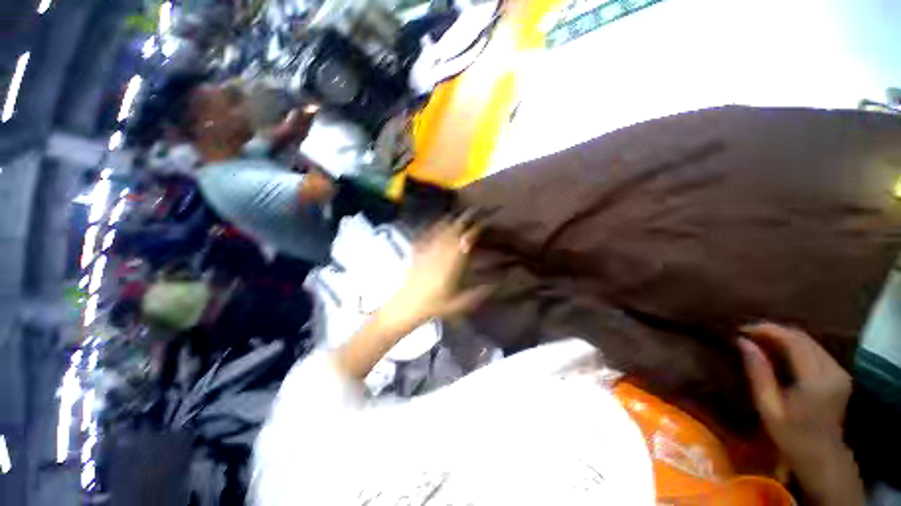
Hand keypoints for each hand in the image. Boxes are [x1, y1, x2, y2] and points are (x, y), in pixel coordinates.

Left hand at [382, 215, 490, 327]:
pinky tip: (445, 221)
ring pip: (446, 224)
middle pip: (459, 224)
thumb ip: (487, 288)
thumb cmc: (438, 303)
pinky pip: (432, 229)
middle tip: (482, 209)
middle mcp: (443, 245)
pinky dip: (442, 222)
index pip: (471, 234)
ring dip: (458, 216)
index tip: (491, 218)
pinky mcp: (419, 246)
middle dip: (472, 215)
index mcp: (455, 257)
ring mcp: (430, 244)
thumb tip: (507, 277)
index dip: (482, 224)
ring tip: (467, 212)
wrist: (408, 304)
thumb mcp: (465, 300)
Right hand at [739, 323, 862, 505]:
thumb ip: (758, 373)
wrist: (822, 456)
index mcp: (816, 380)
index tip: (742, 329)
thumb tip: (743, 341)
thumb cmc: (791, 436)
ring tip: (760, 340)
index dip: (767, 330)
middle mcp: (832, 370)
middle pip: (803, 338)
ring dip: (784, 336)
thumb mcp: (768, 407)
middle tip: (748, 333)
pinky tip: (780, 350)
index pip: (793, 341)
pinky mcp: (840, 373)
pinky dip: (795, 345)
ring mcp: (839, 371)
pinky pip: (816, 349)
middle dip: (774, 330)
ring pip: (810, 341)